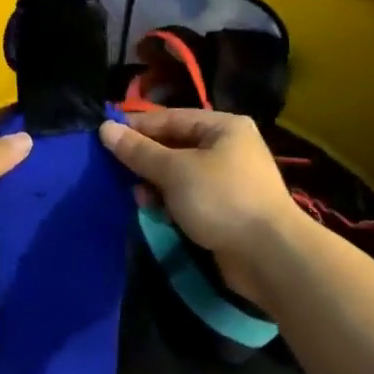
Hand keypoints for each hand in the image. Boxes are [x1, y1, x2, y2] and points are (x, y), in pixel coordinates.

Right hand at [99, 109, 299, 306]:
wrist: (269, 255)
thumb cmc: (222, 199)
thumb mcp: (175, 171)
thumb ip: (139, 151)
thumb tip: (106, 128)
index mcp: (223, 127)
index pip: (171, 118)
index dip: (137, 127)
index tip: (104, 136)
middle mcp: (228, 148)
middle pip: (175, 146)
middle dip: (146, 160)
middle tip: (113, 171)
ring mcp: (229, 180)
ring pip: (180, 175)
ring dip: (156, 184)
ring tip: (135, 196)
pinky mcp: (226, 209)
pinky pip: (189, 198)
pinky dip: (171, 203)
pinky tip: (154, 212)